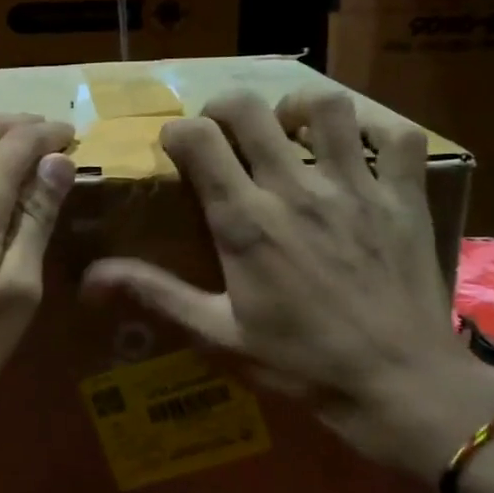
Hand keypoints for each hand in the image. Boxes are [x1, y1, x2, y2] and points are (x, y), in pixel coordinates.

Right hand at [82, 92, 493, 492]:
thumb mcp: (217, 335)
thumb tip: (89, 279)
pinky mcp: (403, 196)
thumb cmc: (300, 364)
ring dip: (297, 108)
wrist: (398, 386)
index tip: (176, 151)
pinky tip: (359, 146)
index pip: (198, 141)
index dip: (178, 134)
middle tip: (223, 134)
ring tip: (289, 131)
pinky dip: (377, 128)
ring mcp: (356, 187)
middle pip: (250, 110)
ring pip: (325, 106)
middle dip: (224, 110)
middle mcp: (296, 190)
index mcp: (245, 222)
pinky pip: (399, 136)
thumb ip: (155, 294)